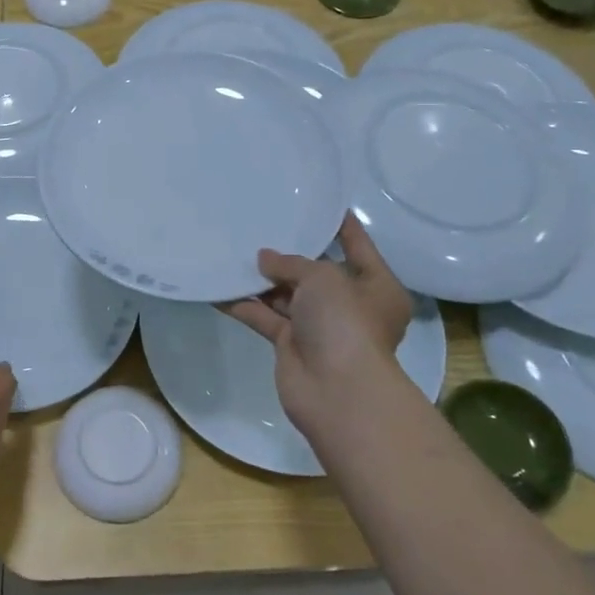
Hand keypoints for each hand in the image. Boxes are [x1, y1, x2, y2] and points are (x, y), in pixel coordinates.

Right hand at [223, 216, 414, 437]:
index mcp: (375, 285)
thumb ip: (290, 263)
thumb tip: (263, 259)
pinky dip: (243, 304)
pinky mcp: (291, 344)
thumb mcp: (322, 277)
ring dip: (261, 279)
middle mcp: (349, 305)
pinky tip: (218, 287)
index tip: (317, 203)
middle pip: (315, 272)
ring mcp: (319, 326)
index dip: (339, 225)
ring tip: (233, 250)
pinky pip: (264, 317)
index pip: (357, 246)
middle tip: (260, 225)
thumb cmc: (345, 322)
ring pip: (286, 295)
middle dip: (288, 255)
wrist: (337, 390)